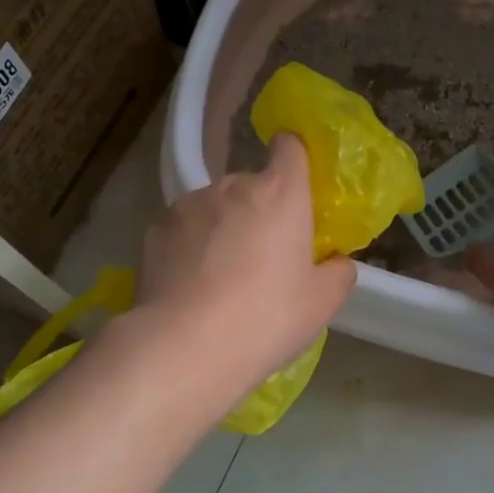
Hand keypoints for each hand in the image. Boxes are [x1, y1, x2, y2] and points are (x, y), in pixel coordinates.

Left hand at [134, 133, 356, 383]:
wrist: (185, 346)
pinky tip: (190, 284)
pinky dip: (190, 245)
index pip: (290, 147)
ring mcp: (189, 204)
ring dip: (222, 227)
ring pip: (214, 206)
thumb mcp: (321, 303)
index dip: (294, 159)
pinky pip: (183, 228)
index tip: (296, 189)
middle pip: (252, 184)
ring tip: (220, 276)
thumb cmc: (266, 318)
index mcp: (281, 193)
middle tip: (263, 257)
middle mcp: (233, 186)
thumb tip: (335, 262)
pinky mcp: (155, 228)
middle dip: (259, 210)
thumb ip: (337, 272)